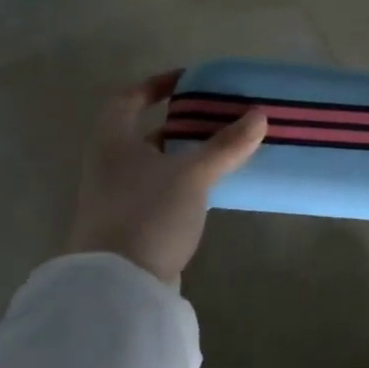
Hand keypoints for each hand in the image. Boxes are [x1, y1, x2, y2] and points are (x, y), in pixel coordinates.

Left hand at [65, 71, 267, 284]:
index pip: (128, 99)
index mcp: (113, 142)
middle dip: (178, 122)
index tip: (188, 80)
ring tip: (221, 147)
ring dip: (183, 153)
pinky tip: (209, 186)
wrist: (118, 286)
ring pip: (152, 163)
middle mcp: (108, 165)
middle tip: (214, 115)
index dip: (155, 85)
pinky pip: (159, 189)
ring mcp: (117, 197)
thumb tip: (260, 115)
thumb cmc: (148, 213)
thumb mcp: (193, 175)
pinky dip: (182, 180)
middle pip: (142, 132)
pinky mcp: (130, 224)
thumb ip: (226, 145)